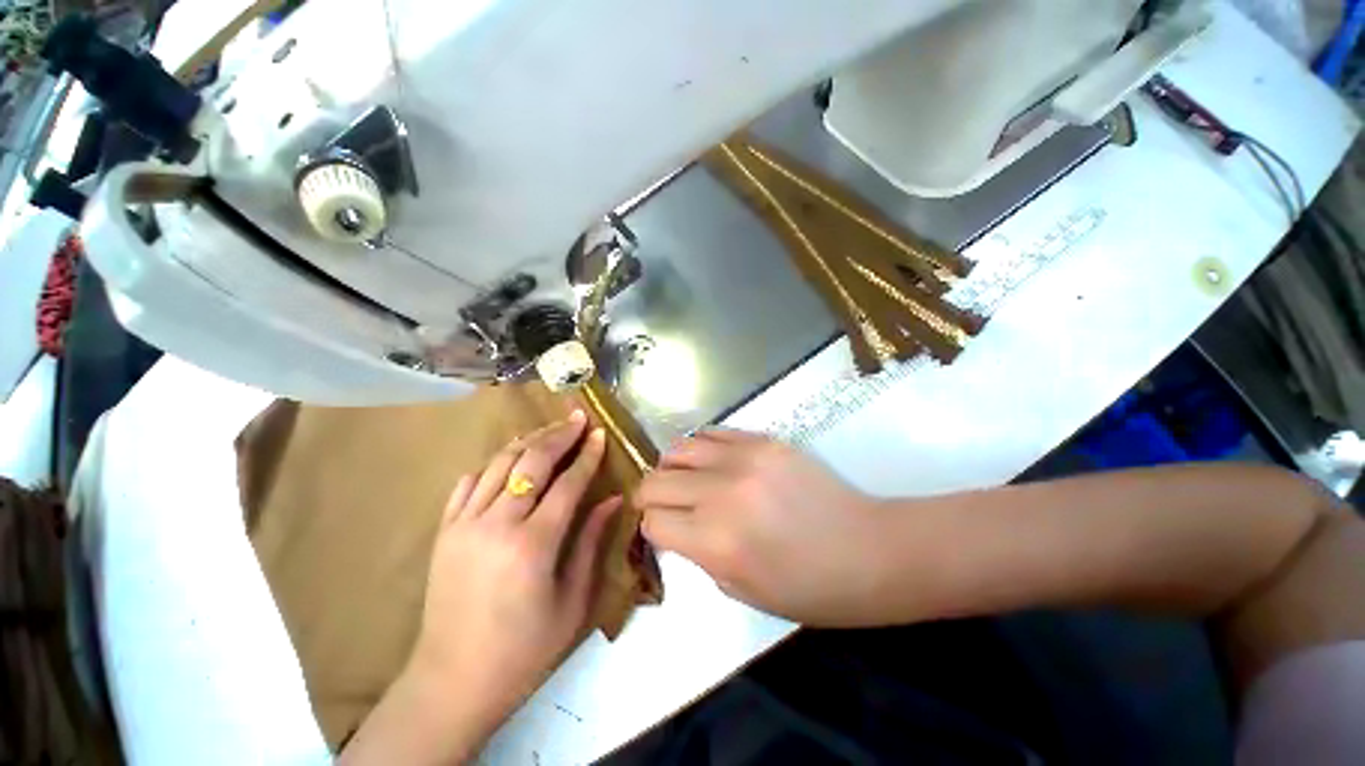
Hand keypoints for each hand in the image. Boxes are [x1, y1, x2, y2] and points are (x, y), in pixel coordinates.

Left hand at [409, 412, 618, 742]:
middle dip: (559, 435)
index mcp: (533, 544)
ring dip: (528, 441)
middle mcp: (497, 524)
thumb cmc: (524, 649)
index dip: (587, 455)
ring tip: (549, 431)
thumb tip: (612, 500)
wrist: (453, 681)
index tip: (600, 434)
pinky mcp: (444, 532)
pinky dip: (492, 464)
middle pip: (532, 461)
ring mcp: (464, 525)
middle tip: (578, 419)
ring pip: (500, 464)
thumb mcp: (572, 601)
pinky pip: (468, 483)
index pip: (568, 482)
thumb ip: (591, 542)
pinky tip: (508, 459)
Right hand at [636, 429, 885, 625]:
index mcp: (715, 541)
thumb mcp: (742, 590)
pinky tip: (710, 460)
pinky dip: (700, 447)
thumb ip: (699, 555)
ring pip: (678, 449)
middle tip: (665, 505)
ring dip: (672, 467)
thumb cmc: (809, 587)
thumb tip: (678, 527)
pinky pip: (712, 432)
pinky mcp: (763, 440)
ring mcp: (743, 459)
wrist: (869, 549)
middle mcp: (721, 493)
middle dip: (651, 496)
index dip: (652, 529)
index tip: (662, 531)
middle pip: (656, 481)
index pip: (653, 521)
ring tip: (685, 479)